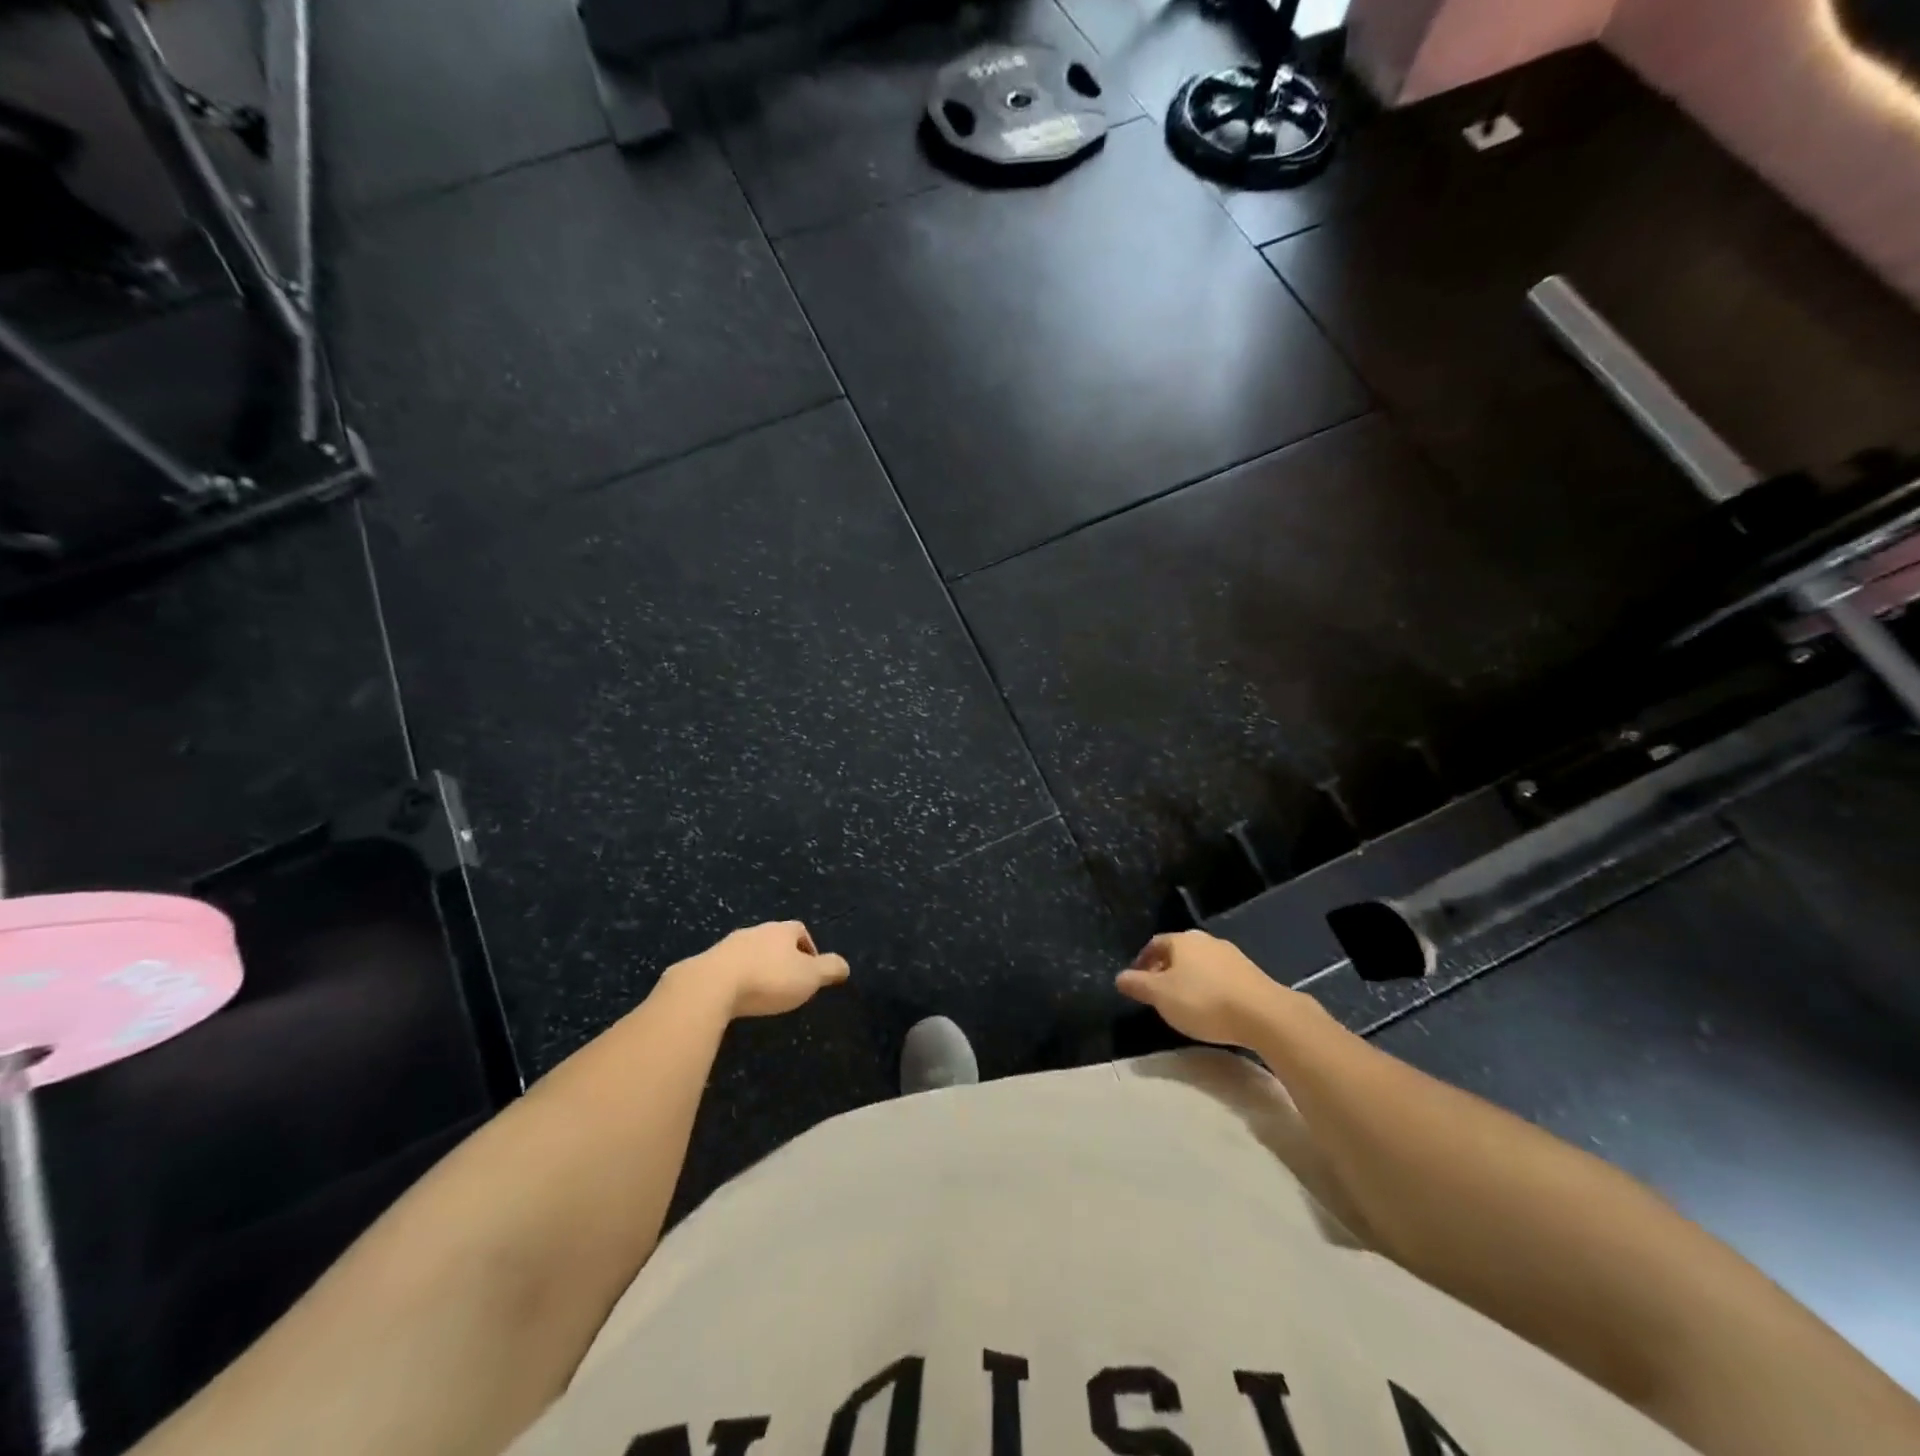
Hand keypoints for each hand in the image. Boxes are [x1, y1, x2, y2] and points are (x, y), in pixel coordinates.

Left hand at [673, 922, 849, 1019]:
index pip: (800, 930)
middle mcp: (756, 931)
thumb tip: (845, 965)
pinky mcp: (707, 962)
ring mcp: (729, 945)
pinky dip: (737, 978)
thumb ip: (829, 969)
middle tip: (788, 981)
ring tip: (762, 990)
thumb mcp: (808, 977)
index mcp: (781, 930)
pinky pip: (728, 967)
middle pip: (774, 939)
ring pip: (750, 952)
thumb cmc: (768, 978)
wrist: (711, 985)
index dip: (808, 948)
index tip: (810, 970)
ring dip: (758, 967)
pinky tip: (737, 996)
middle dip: (782, 957)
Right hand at [1116, 930, 1297, 1046]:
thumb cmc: (1203, 1001)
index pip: (1154, 944)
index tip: (1137, 982)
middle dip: (1165, 970)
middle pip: (1178, 952)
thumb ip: (1138, 985)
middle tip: (1159, 993)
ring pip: (1200, 963)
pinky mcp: (1250, 972)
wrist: (1263, 1014)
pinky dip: (1210, 986)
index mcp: (1181, 940)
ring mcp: (1231, 954)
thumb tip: (1119, 977)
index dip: (1142, 962)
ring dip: (1189, 978)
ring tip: (1184, 1002)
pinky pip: (1220, 975)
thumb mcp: (1161, 996)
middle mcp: (1205, 940)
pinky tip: (1212, 1006)